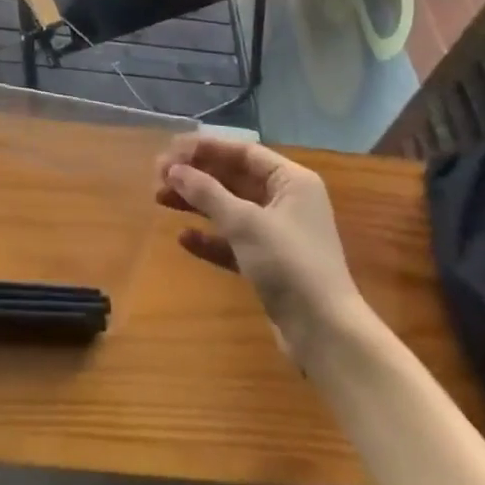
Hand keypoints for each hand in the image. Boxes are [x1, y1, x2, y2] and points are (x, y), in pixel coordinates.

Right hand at [156, 134, 362, 353]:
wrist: (325, 334)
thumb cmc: (289, 264)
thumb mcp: (245, 223)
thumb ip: (208, 193)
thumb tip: (174, 169)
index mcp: (292, 181)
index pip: (243, 152)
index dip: (205, 149)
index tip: (170, 151)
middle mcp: (287, 201)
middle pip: (234, 178)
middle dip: (197, 176)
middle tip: (158, 176)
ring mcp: (279, 234)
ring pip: (231, 209)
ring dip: (198, 203)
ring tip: (160, 199)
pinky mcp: (270, 264)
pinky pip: (234, 241)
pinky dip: (211, 238)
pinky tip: (183, 239)